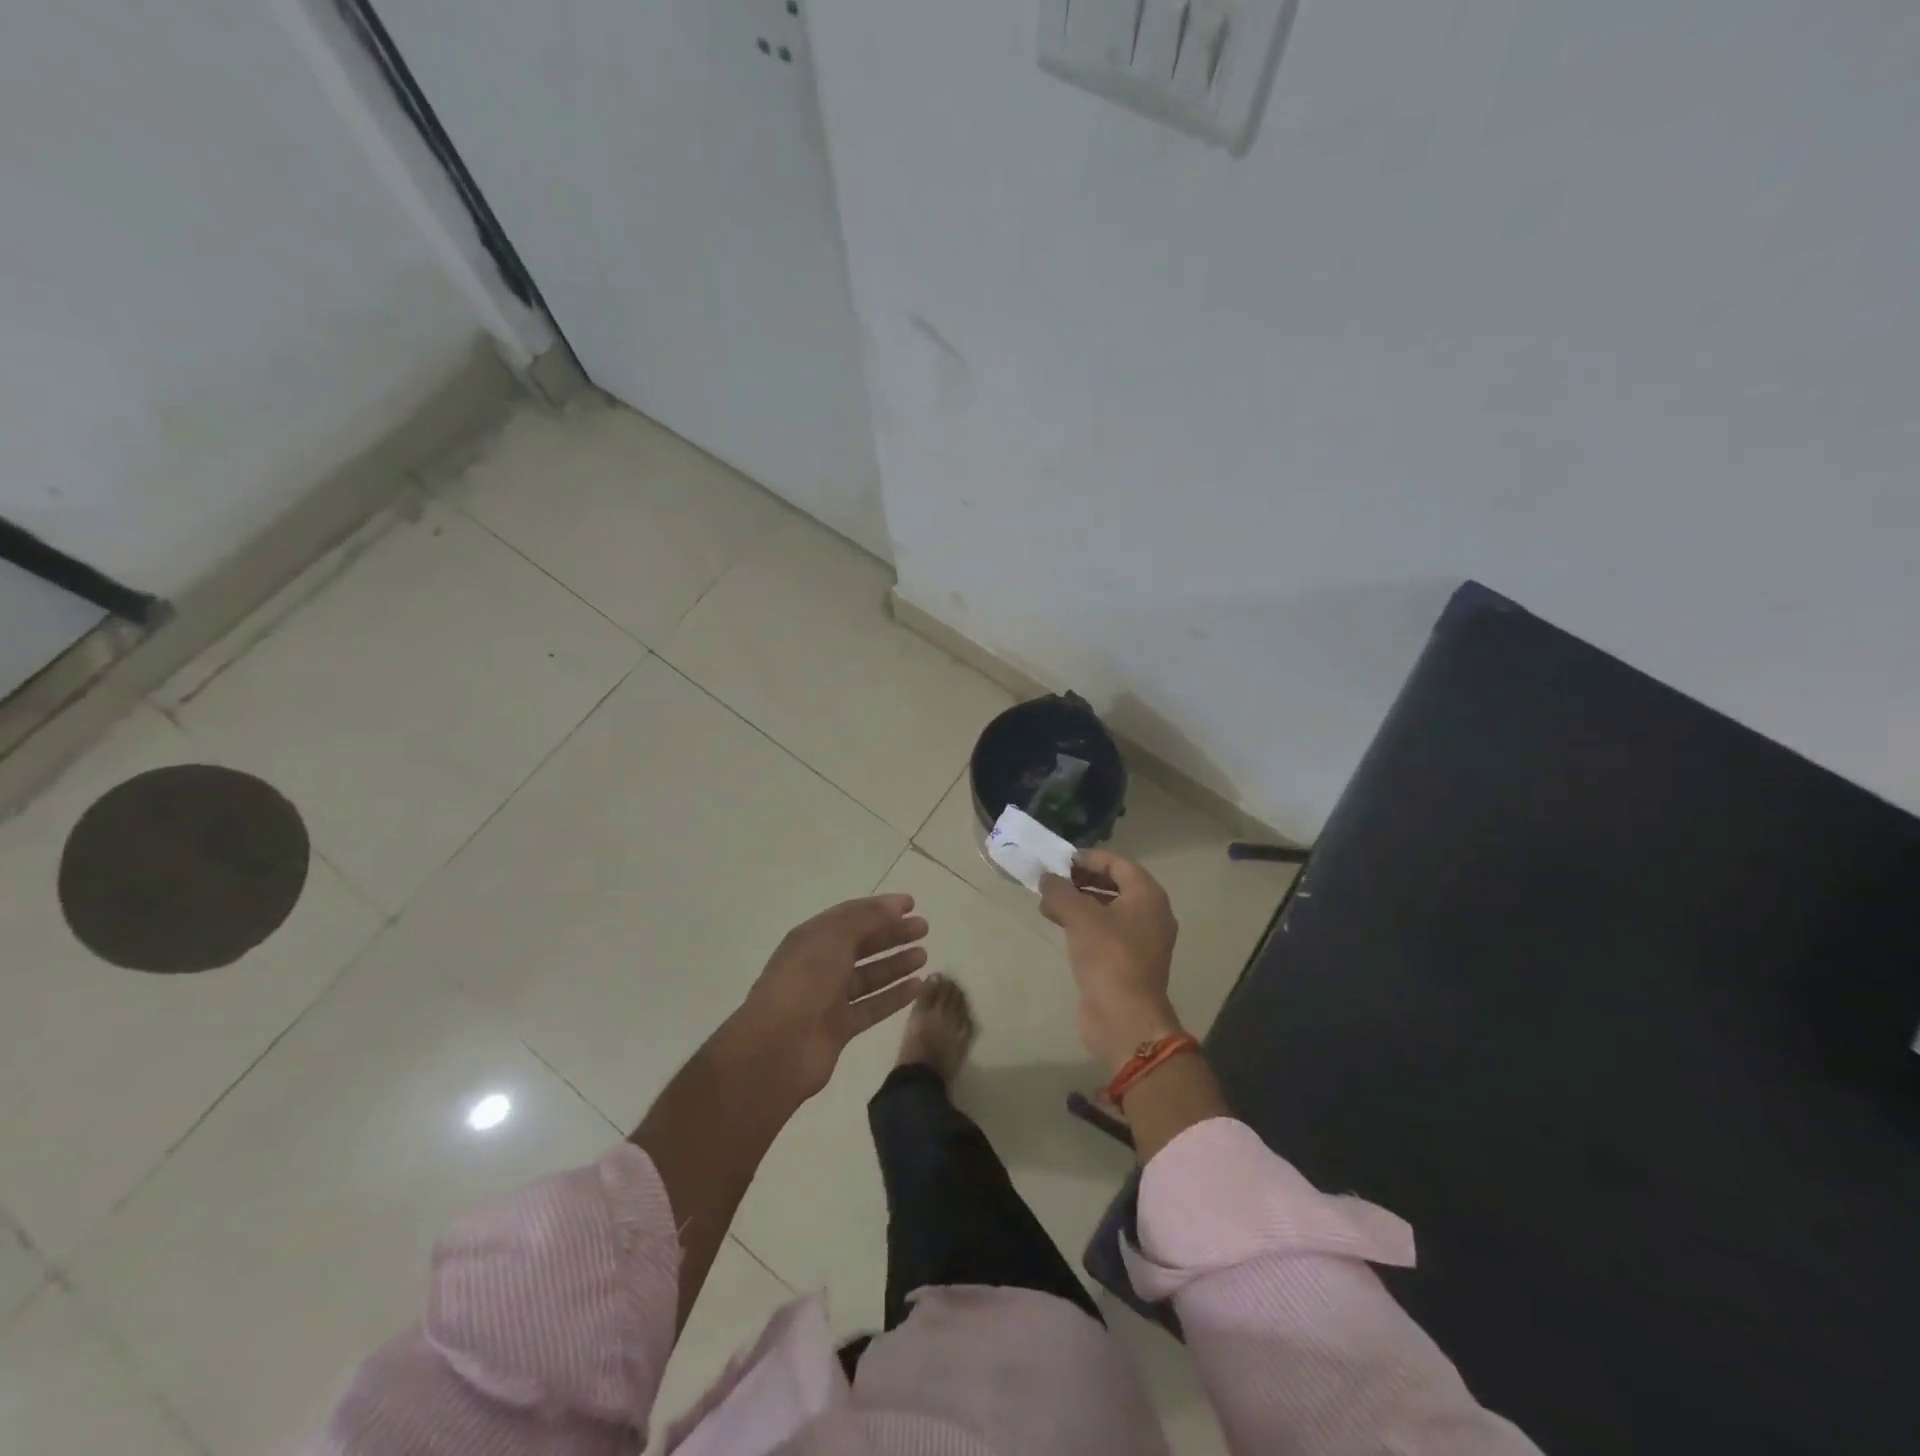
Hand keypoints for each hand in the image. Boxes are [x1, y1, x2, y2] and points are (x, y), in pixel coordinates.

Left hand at [725, 894, 928, 1101]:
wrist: (778, 1048)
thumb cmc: (805, 982)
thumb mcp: (834, 938)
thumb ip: (866, 919)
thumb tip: (894, 906)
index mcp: (812, 938)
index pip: (851, 915)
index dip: (880, 907)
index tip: (911, 904)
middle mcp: (820, 964)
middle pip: (862, 944)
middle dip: (892, 934)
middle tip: (924, 928)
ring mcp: (829, 998)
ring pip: (868, 976)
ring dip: (895, 964)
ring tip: (924, 955)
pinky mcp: (839, 1027)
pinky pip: (872, 1006)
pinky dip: (894, 996)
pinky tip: (917, 987)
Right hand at [1040, 851, 1183, 1074]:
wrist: (1124, 1018)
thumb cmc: (1108, 956)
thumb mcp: (1079, 916)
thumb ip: (1060, 891)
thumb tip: (1047, 879)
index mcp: (1148, 896)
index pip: (1118, 864)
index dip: (1089, 858)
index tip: (1060, 861)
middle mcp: (1150, 914)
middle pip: (1114, 886)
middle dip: (1081, 880)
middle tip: (1052, 881)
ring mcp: (1141, 941)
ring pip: (1107, 910)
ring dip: (1078, 903)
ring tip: (1047, 904)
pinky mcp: (1128, 962)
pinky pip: (1105, 933)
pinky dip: (1083, 925)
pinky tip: (1059, 926)